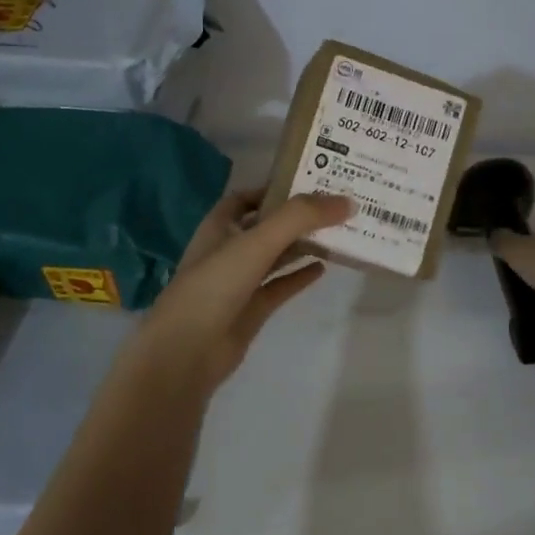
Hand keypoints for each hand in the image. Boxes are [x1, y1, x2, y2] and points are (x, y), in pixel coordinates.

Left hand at [118, 189, 353, 396]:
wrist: (186, 352)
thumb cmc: (214, 285)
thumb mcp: (257, 242)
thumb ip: (300, 218)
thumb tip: (348, 201)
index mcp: (219, 226)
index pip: (248, 197)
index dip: (275, 188)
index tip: (312, 182)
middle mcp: (228, 250)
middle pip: (267, 226)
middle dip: (297, 217)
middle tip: (337, 207)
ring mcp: (238, 282)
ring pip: (275, 256)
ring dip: (302, 245)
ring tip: (338, 234)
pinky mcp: (250, 310)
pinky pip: (279, 286)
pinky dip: (299, 277)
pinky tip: (324, 269)